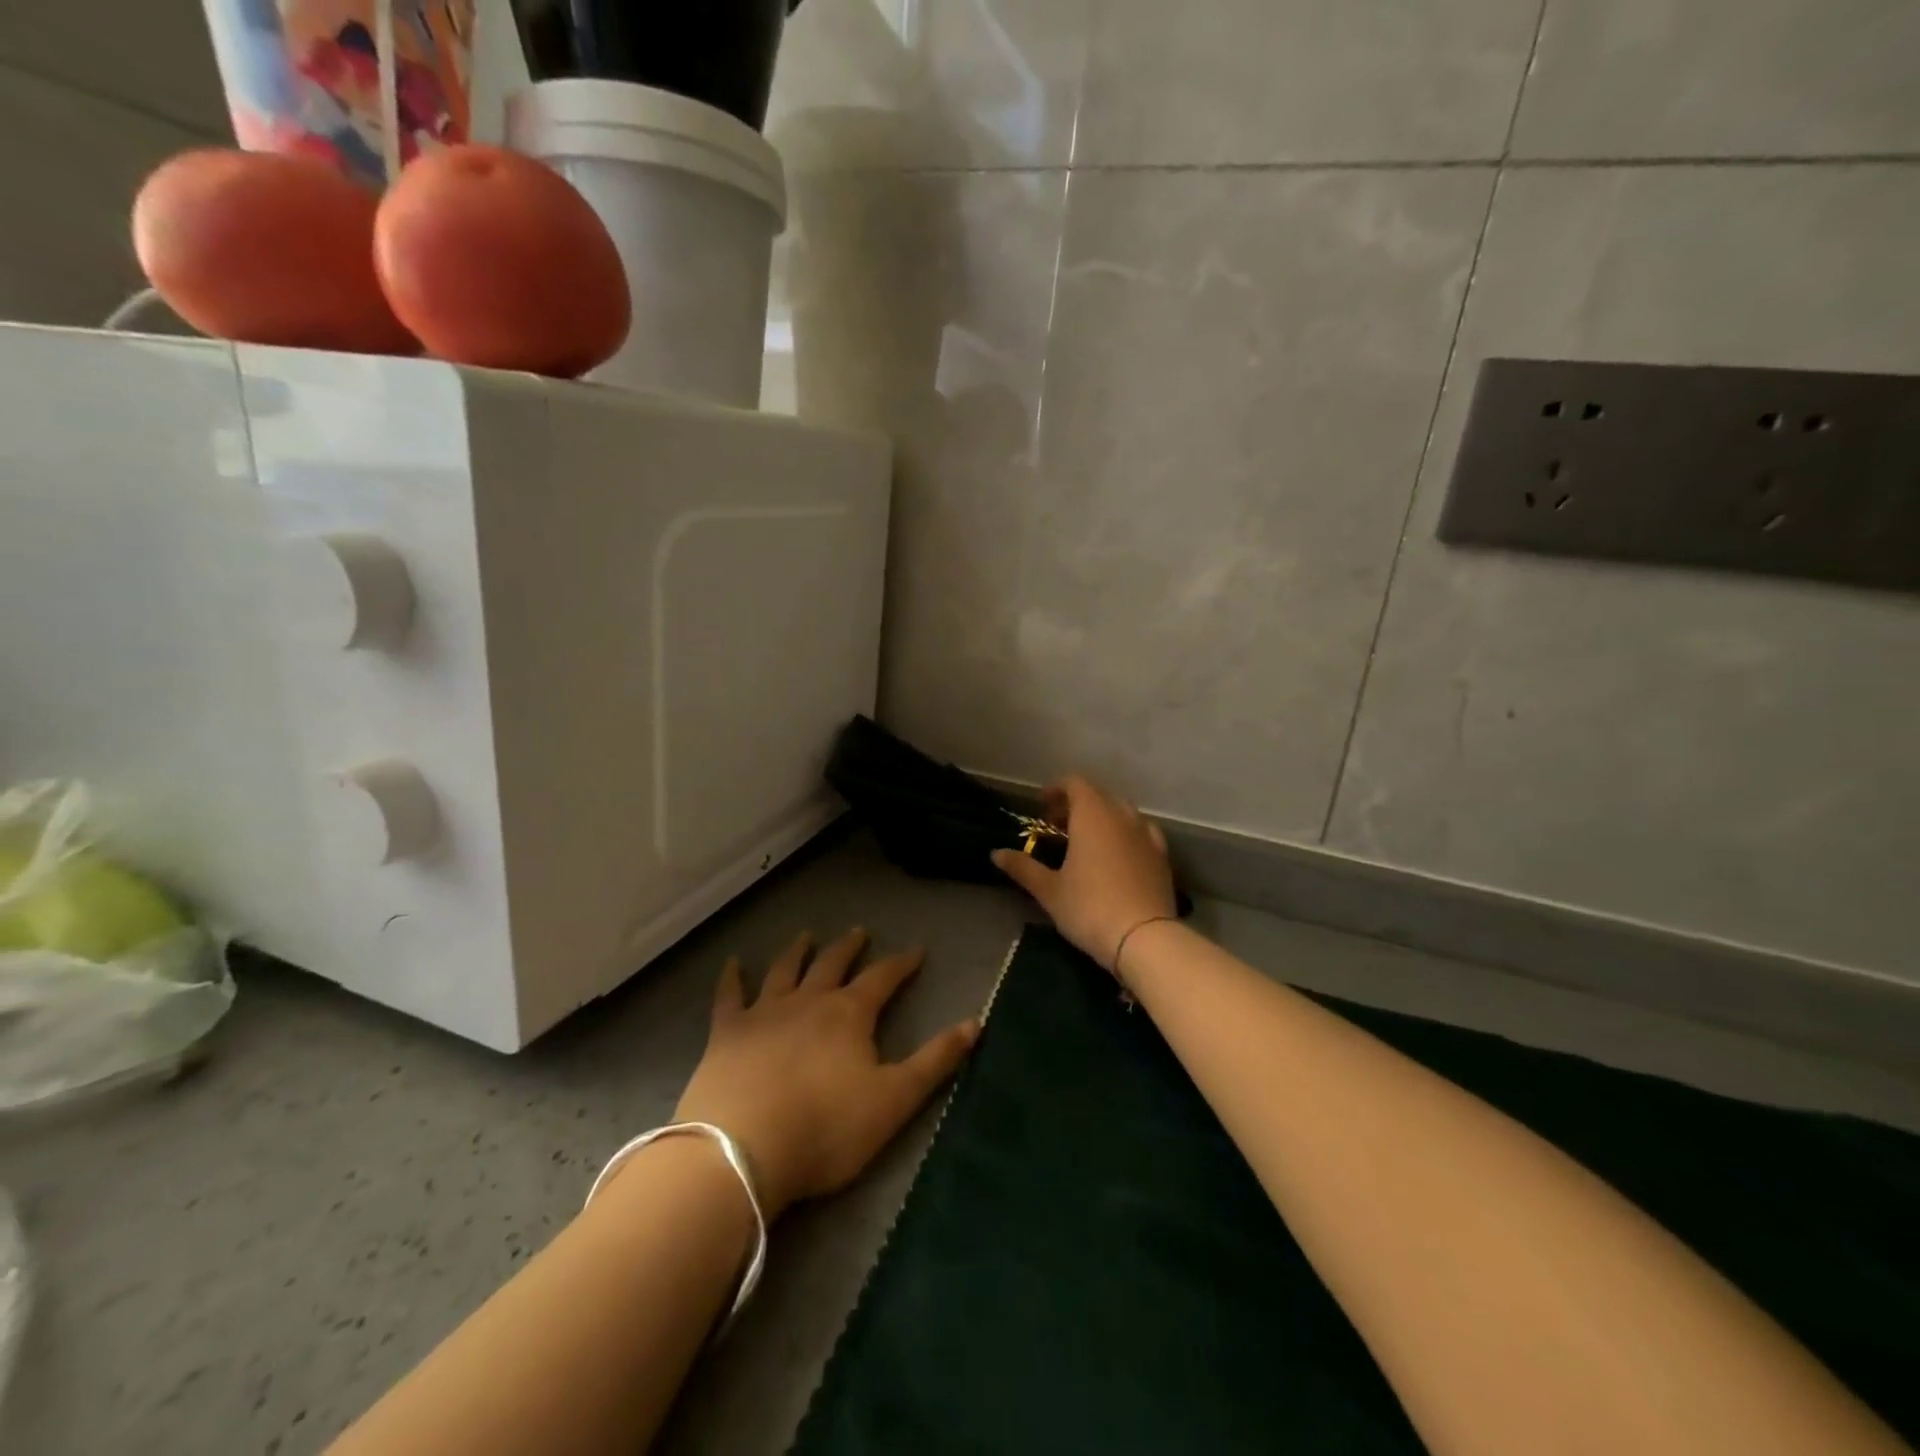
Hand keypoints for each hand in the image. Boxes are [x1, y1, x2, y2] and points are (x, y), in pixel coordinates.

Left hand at [672, 929, 978, 1219]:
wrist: (742, 1150)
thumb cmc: (826, 1129)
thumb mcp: (895, 1100)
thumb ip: (935, 1061)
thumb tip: (975, 1021)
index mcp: (849, 1014)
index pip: (883, 979)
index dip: (901, 964)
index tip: (916, 951)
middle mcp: (808, 1001)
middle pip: (833, 964)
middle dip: (850, 948)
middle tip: (859, 932)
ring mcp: (763, 1013)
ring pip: (784, 970)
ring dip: (797, 951)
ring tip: (806, 935)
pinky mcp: (726, 1033)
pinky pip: (729, 995)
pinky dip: (731, 977)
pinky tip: (732, 963)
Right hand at [991, 775, 1177, 980]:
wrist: (1144, 938)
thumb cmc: (1089, 908)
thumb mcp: (1049, 890)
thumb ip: (1023, 867)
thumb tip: (996, 853)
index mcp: (1092, 815)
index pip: (1075, 784)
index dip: (1057, 790)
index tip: (1042, 807)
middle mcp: (1122, 816)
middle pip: (1098, 796)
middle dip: (1076, 805)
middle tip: (1057, 827)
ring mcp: (1146, 834)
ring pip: (1122, 812)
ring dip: (1102, 818)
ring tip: (1087, 842)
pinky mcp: (1162, 856)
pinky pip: (1141, 832)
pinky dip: (1125, 834)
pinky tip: (1118, 855)